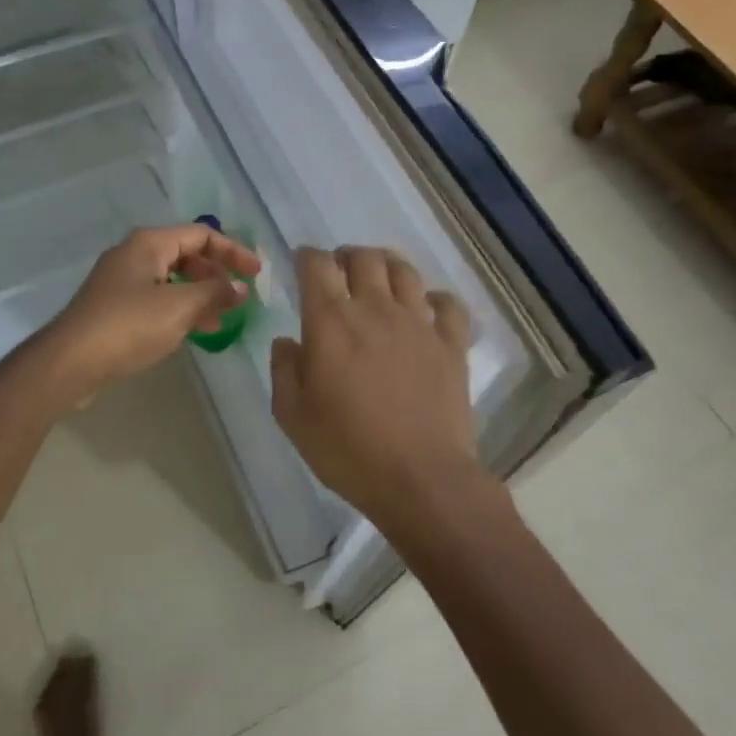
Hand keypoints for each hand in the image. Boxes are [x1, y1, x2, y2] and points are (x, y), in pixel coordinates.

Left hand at [35, 225, 261, 400]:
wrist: (69, 362)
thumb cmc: (129, 325)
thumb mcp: (180, 307)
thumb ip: (215, 293)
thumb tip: (241, 287)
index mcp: (149, 243)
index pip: (201, 235)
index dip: (233, 251)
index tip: (256, 274)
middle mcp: (134, 254)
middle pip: (186, 255)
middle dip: (216, 275)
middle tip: (238, 299)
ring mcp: (121, 281)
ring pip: (172, 280)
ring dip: (200, 295)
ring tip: (221, 320)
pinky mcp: (114, 307)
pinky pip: (157, 299)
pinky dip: (179, 309)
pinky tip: (192, 332)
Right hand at [270, 246, 486, 527]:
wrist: (421, 478)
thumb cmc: (348, 449)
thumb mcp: (293, 416)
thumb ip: (283, 370)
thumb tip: (287, 342)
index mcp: (331, 321)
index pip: (317, 265)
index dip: (306, 257)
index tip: (302, 266)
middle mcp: (375, 309)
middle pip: (364, 257)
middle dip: (346, 256)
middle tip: (340, 273)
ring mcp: (419, 323)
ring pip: (404, 270)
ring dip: (387, 266)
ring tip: (379, 280)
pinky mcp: (451, 343)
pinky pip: (448, 304)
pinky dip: (436, 299)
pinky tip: (427, 310)